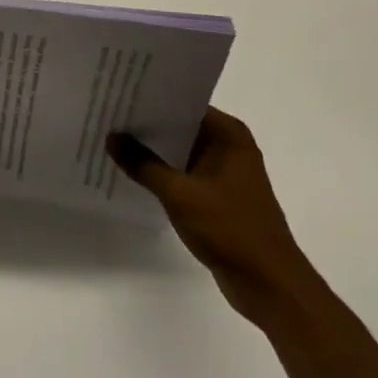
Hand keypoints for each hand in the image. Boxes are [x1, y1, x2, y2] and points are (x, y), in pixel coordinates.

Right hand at [109, 108, 318, 323]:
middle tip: (108, 114)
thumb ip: (143, 163)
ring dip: (153, 150)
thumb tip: (111, 136)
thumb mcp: (180, 193)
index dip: (151, 98)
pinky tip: (133, 172)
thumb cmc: (230, 228)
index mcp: (228, 134)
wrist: (269, 285)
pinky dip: (163, 173)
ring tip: (113, 139)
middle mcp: (229, 146)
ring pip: (181, 151)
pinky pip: (185, 173)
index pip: (183, 102)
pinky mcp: (219, 196)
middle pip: (181, 125)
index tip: (118, 93)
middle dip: (147, 124)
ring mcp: (225, 172)